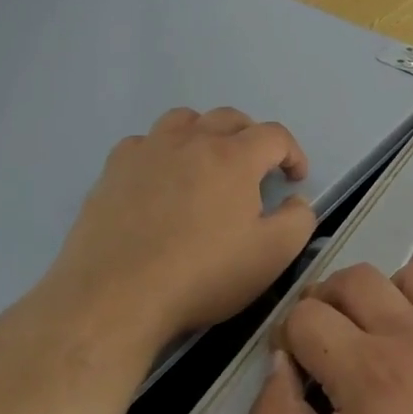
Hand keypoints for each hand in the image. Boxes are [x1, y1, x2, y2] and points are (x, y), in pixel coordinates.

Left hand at [50, 107, 317, 350]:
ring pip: (184, 120)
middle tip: (255, 169)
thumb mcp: (270, 256)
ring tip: (206, 163)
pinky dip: (160, 152)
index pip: (274, 135)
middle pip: (230, 118)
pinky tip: (159, 180)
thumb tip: (295, 200)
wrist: (116, 295)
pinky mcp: (114, 168)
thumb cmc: (201, 276)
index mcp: (234, 157)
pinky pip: (144, 143)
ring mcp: (149, 150)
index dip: (292, 153)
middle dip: (251, 137)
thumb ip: (298, 221)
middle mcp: (192, 140)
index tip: (294, 179)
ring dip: (204, 133)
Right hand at [250, 261, 412, 413]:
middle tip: (321, 352)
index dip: (286, 342)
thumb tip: (279, 364)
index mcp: (366, 374)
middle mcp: (410, 339)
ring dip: (374, 295)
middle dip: (321, 305)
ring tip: (369, 340)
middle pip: (350, 279)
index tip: (295, 381)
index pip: (305, 317)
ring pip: (401, 273)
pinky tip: (412, 348)